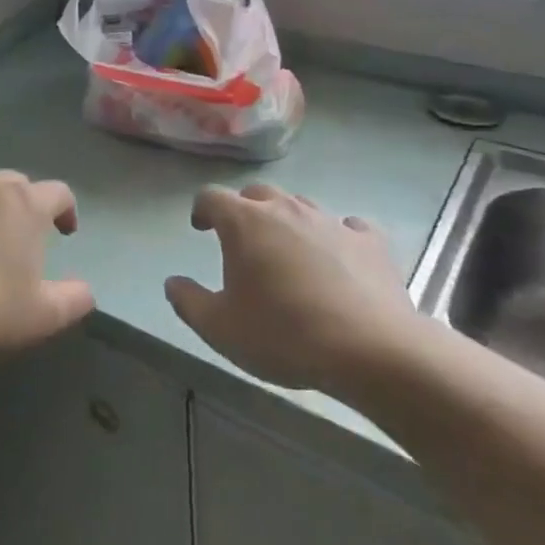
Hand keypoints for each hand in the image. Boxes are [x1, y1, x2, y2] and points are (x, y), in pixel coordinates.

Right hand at [164, 184, 423, 395]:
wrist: (372, 351)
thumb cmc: (284, 334)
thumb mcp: (220, 328)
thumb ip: (188, 301)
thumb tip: (172, 283)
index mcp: (244, 222)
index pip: (211, 196)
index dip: (202, 209)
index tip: (201, 229)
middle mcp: (285, 209)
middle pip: (257, 193)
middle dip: (245, 210)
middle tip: (243, 241)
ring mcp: (330, 221)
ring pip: (301, 206)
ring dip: (288, 221)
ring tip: (289, 251)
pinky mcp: (370, 242)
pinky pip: (348, 227)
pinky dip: (338, 236)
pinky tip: (340, 256)